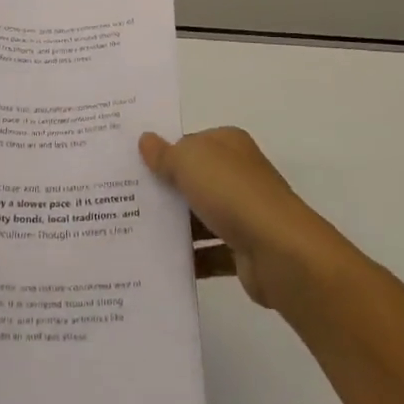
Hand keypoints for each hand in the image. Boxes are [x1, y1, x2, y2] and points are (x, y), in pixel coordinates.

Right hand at [139, 127, 343, 308]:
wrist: (279, 251)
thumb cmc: (232, 193)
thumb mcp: (189, 162)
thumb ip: (165, 154)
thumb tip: (146, 140)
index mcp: (228, 144)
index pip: (190, 143)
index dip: (162, 153)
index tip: (131, 166)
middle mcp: (238, 174)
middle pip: (193, 179)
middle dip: (164, 190)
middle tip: (123, 200)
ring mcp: (244, 212)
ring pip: (200, 216)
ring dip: (175, 226)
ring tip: (133, 233)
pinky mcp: (244, 249)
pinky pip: (209, 252)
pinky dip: (189, 258)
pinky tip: (159, 263)